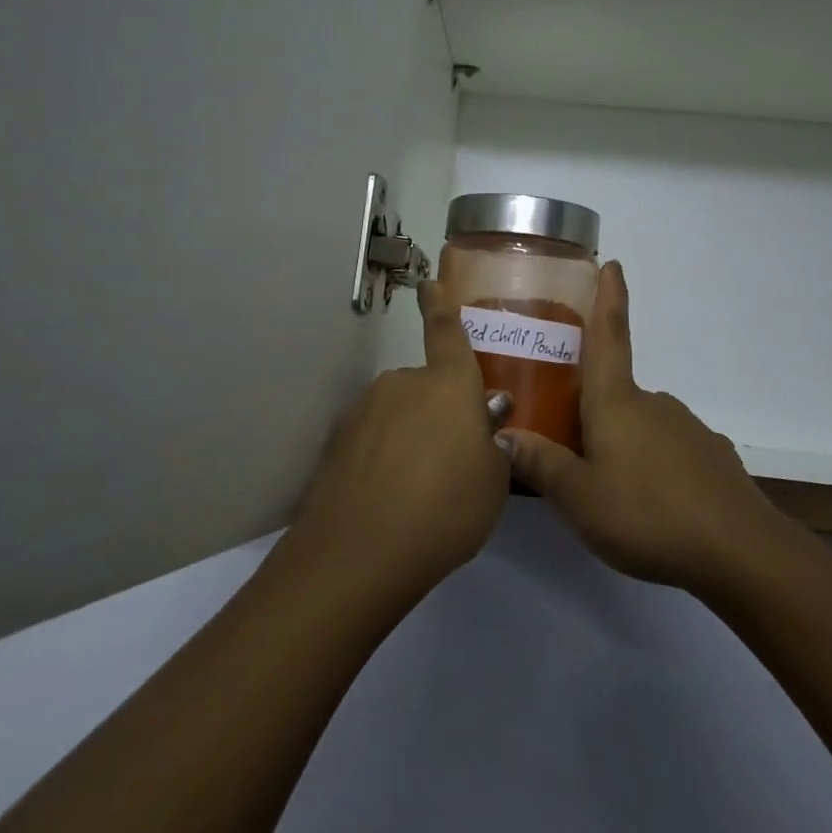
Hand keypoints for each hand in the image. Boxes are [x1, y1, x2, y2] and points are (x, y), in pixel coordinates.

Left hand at [288, 278, 509, 597]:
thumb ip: (493, 441)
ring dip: (410, 437)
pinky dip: (382, 457)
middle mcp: (404, 383)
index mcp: (448, 384)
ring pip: (398, 413)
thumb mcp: (493, 482)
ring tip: (418, 490)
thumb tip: (486, 413)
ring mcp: (365, 409)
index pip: (446, 331)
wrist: (360, 551)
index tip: (428, 282)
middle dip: (438, 412)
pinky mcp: (338, 439)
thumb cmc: (446, 507)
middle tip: (451, 461)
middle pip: (427, 387)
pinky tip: (388, 498)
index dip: (440, 304)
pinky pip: (372, 438)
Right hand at [497, 262, 796, 593]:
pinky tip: (653, 503)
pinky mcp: (712, 458)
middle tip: (575, 448)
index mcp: (617, 402)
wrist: (740, 552)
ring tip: (612, 491)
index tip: (613, 263)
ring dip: (625, 444)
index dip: (609, 298)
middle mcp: (653, 403)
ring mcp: (688, 429)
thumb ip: (542, 465)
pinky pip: (671, 451)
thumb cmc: (647, 514)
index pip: (610, 336)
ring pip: (643, 426)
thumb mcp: (580, 498)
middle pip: (617, 393)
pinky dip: (656, 467)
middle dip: (596, 411)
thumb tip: (503, 431)